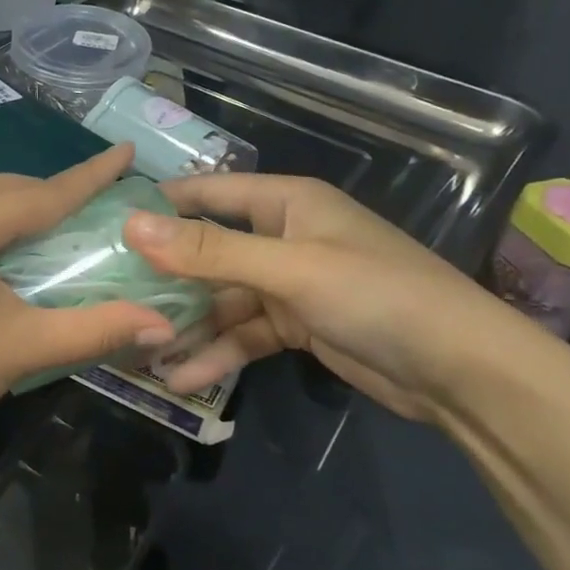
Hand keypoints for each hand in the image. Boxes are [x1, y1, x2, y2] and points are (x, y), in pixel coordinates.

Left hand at [0, 145, 174, 452]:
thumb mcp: (24, 346)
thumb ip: (95, 330)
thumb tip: (163, 326)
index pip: (44, 194)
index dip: (91, 175)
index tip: (126, 153)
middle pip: (9, 191)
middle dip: (55, 192)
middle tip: (100, 200)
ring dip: (24, 211)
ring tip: (63, 225)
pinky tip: (14, 258)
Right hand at [122, 175, 541, 426]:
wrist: (464, 373)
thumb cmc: (378, 295)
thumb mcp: (288, 268)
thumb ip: (209, 250)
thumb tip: (131, 225)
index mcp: (286, 203)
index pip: (207, 192)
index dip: (159, 205)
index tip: (105, 226)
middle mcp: (282, 237)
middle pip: (207, 251)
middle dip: (164, 278)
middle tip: (110, 298)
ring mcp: (288, 284)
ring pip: (221, 300)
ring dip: (187, 325)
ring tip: (138, 349)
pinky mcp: (296, 326)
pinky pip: (243, 334)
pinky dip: (217, 353)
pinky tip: (181, 377)